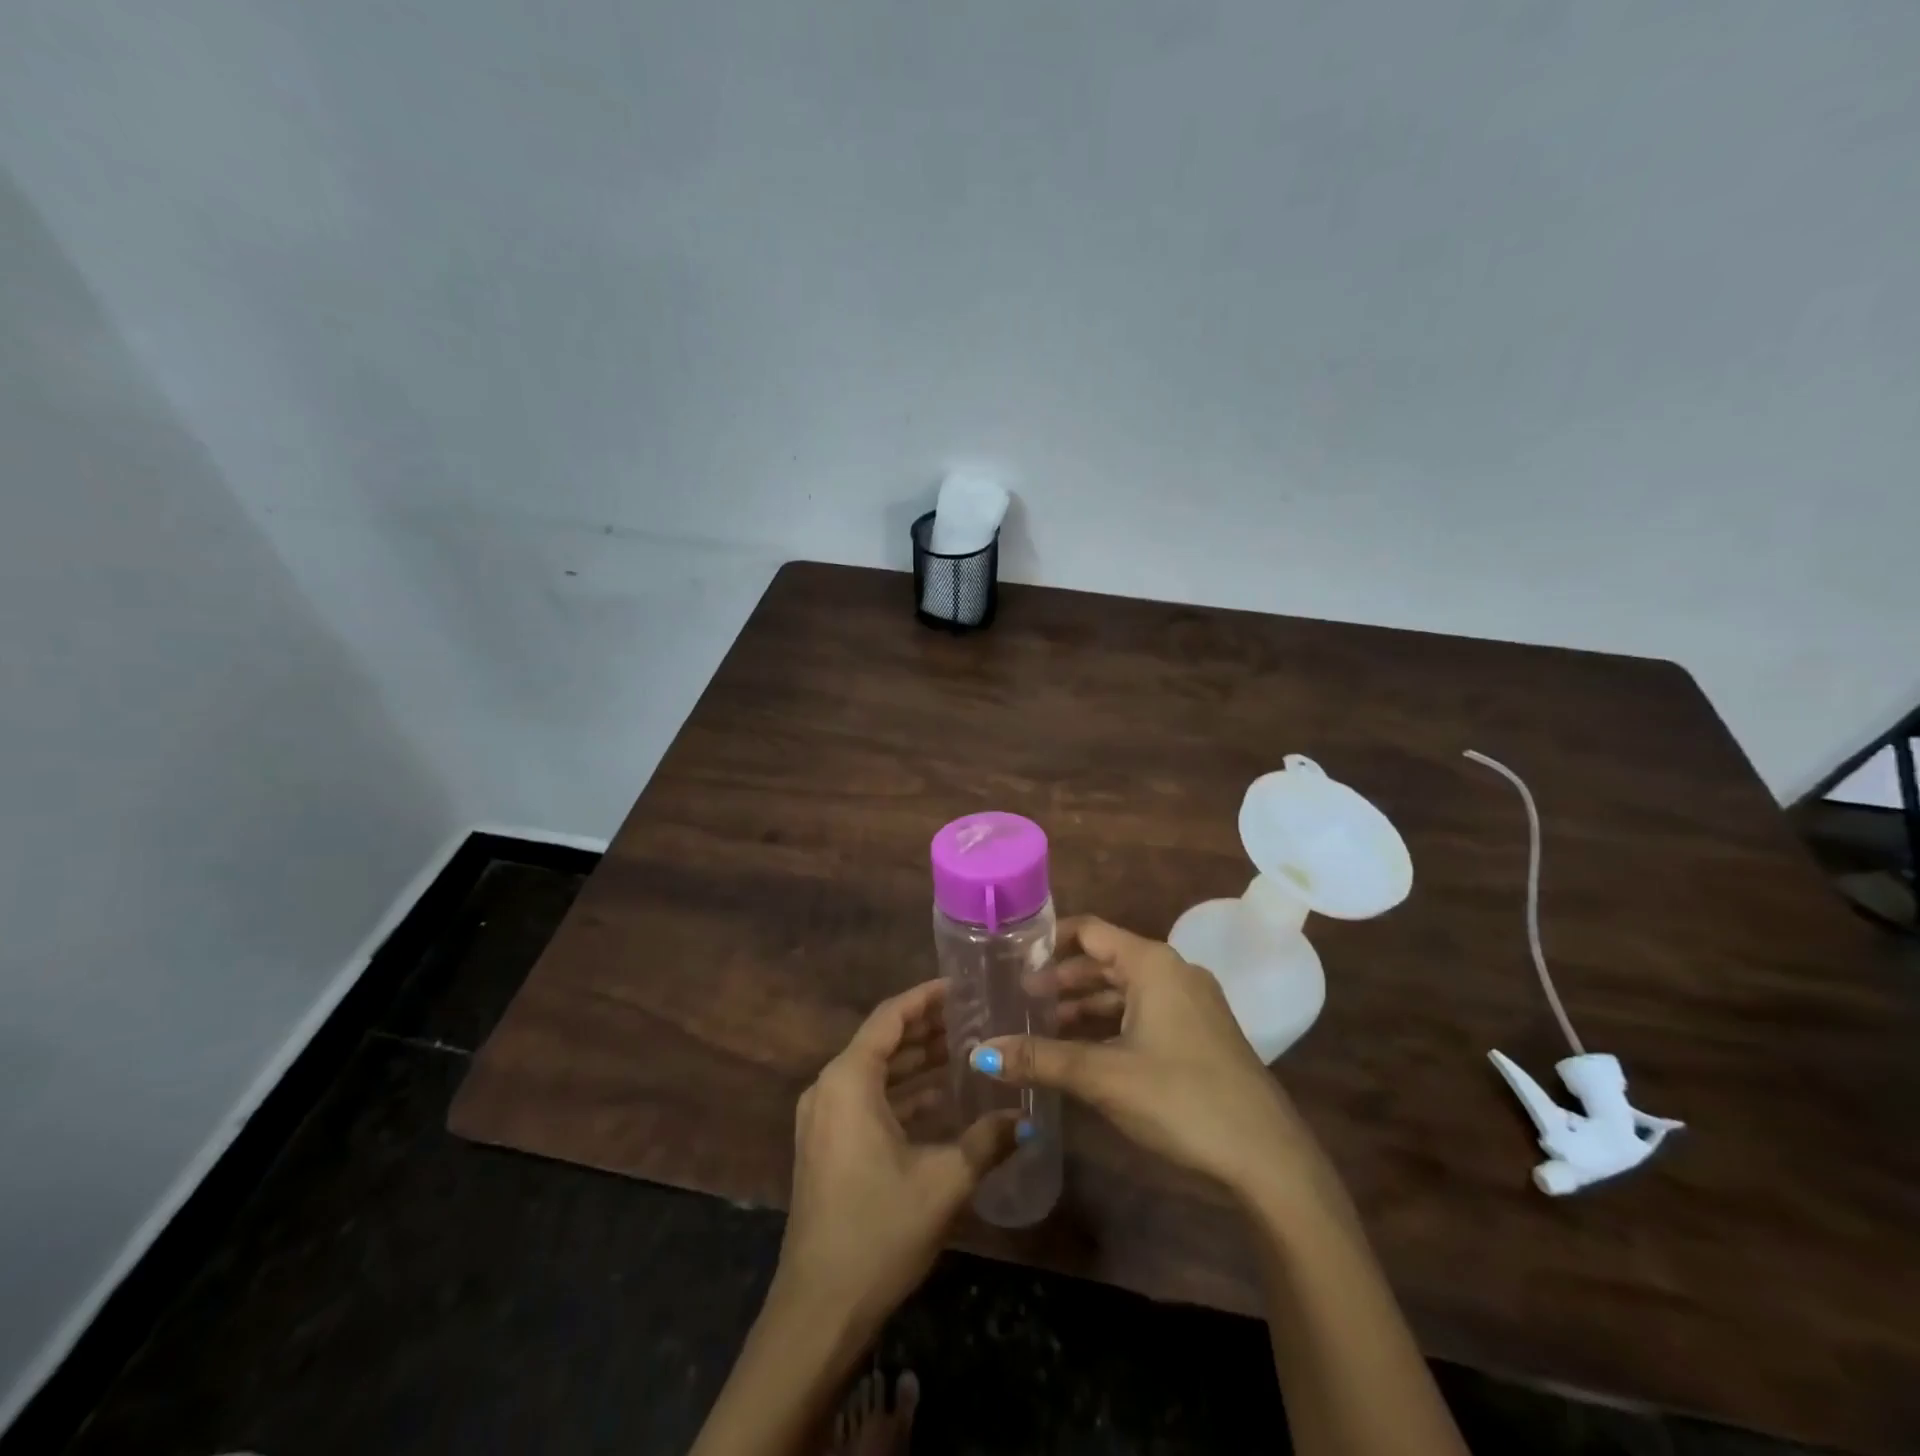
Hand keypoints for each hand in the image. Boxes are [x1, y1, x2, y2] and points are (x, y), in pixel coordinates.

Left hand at [773, 980, 1019, 1335]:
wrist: (818, 1309)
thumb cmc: (879, 1231)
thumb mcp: (944, 1182)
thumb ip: (988, 1141)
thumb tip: (1029, 1118)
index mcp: (849, 1080)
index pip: (891, 1016)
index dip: (926, 997)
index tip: (962, 986)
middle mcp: (828, 1087)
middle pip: (883, 1040)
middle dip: (927, 1028)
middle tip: (974, 1016)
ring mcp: (822, 1118)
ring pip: (875, 1071)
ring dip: (916, 1061)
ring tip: (964, 1049)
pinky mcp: (825, 1145)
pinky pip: (866, 1099)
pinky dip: (901, 1092)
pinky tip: (940, 1098)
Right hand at [977, 916, 1334, 1210]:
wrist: (1267, 1158)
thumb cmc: (1181, 1098)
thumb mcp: (1103, 1075)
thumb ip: (1040, 1059)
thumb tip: (980, 1052)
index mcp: (1153, 964)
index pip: (1091, 931)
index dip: (1050, 940)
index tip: (1012, 956)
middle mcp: (1173, 972)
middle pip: (1105, 960)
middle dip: (1061, 979)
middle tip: (1017, 998)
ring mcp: (1191, 1004)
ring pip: (1124, 991)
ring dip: (1084, 1005)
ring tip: (1040, 1026)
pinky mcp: (1199, 1035)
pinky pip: (1143, 1013)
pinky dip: (1110, 1024)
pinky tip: (1083, 1050)